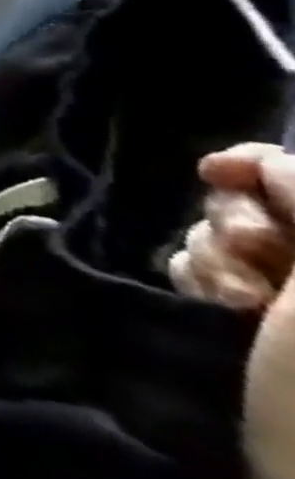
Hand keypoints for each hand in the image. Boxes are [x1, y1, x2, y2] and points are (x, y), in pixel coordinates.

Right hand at [168, 144, 294, 311]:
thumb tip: (260, 166)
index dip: (257, 164)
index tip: (216, 173)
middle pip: (253, 202)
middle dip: (231, 222)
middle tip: (249, 255)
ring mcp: (286, 295)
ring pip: (218, 234)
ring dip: (208, 255)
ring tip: (229, 300)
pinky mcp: (240, 313)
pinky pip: (196, 265)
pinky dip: (194, 276)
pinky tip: (209, 306)